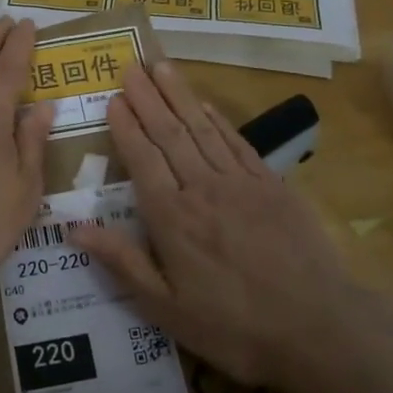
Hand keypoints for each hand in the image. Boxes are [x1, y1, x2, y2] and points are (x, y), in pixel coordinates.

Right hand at [73, 61, 370, 386]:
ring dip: (179, 96)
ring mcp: (240, 183)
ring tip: (161, 67)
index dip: (126, 127)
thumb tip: (74, 228)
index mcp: (171, 217)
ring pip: (202, 129)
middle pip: (169, 134)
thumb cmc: (233, 326)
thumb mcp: (166, 308)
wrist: (318, 327)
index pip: (142, 159)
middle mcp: (202, 188)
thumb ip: (122, 262)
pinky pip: (238, 143)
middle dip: (147, 98)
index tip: (113, 98)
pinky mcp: (272, 186)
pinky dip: (219, 120)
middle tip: (131, 66)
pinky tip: (205, 105)